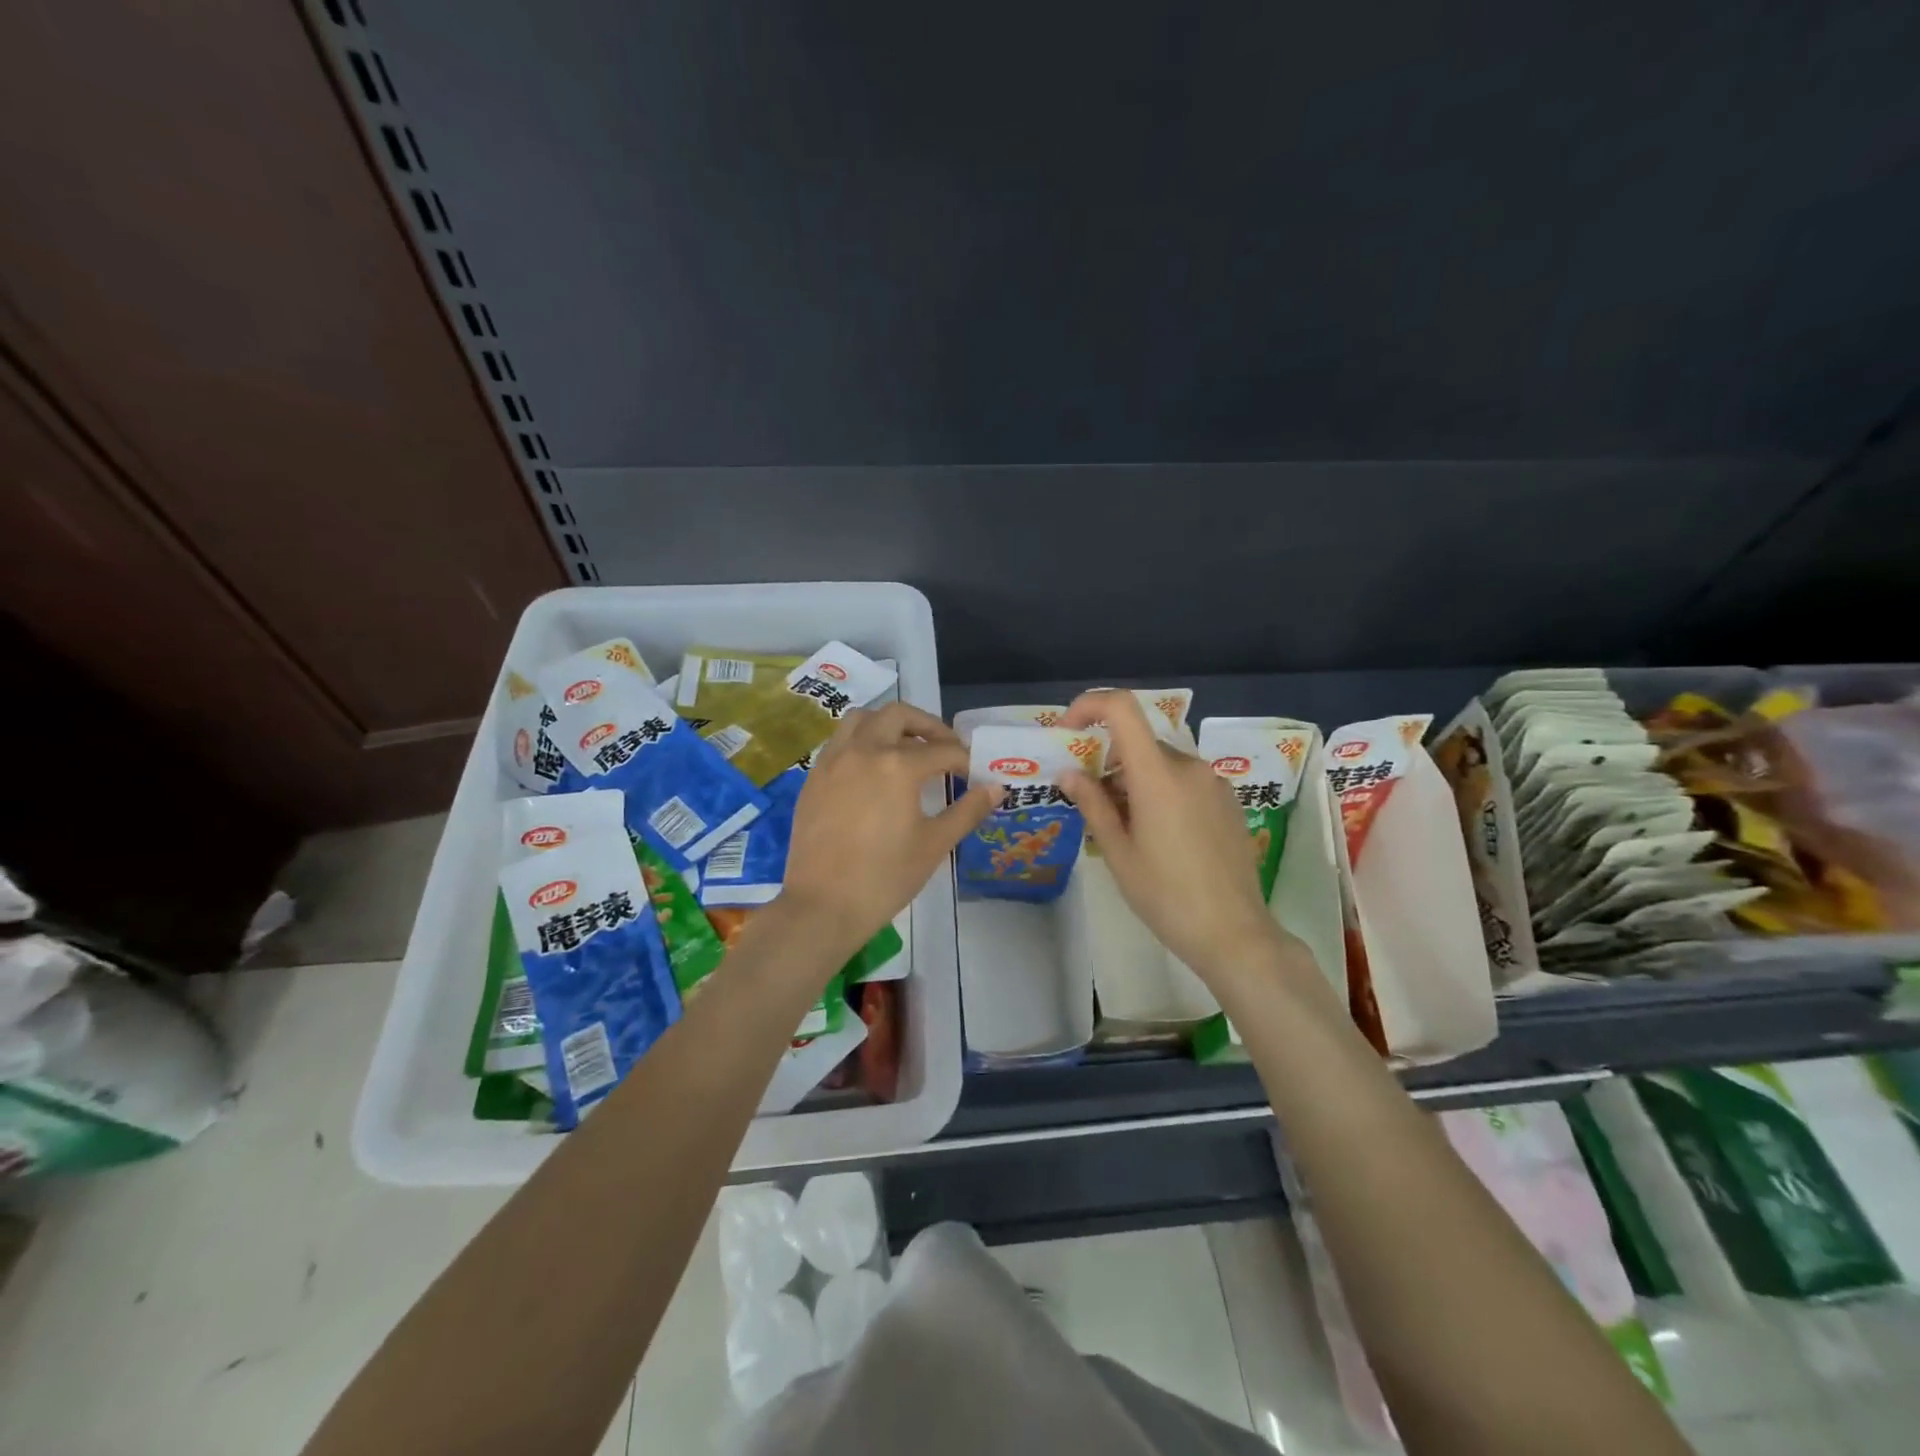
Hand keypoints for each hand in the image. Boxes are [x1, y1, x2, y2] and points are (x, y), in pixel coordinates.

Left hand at [778, 703, 994, 965]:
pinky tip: (872, 770)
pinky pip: (839, 741)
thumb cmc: (885, 877)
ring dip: (888, 724)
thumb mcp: (934, 844)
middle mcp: (863, 750)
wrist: (823, 906)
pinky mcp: (813, 777)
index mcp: (898, 765)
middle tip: (944, 748)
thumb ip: (968, 810)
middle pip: (899, 716)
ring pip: (862, 719)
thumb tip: (996, 788)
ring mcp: (833, 761)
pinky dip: (861, 741)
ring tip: (906, 747)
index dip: (964, 760)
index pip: (942, 751)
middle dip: (927, 726)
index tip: (974, 773)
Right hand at [1060, 690, 1293, 981]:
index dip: (1089, 706)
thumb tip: (1069, 773)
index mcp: (1158, 774)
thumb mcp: (1118, 852)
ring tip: (1126, 829)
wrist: (1234, 933)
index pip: (1122, 708)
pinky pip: (1184, 780)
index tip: (1068, 733)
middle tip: (1092, 804)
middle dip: (1108, 762)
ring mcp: (1213, 782)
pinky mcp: (1228, 800)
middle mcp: (1189, 766)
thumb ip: (1092, 804)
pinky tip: (1160, 836)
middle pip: (1138, 743)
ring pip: (1160, 764)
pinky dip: (1161, 791)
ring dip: (1134, 780)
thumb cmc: (1166, 895)